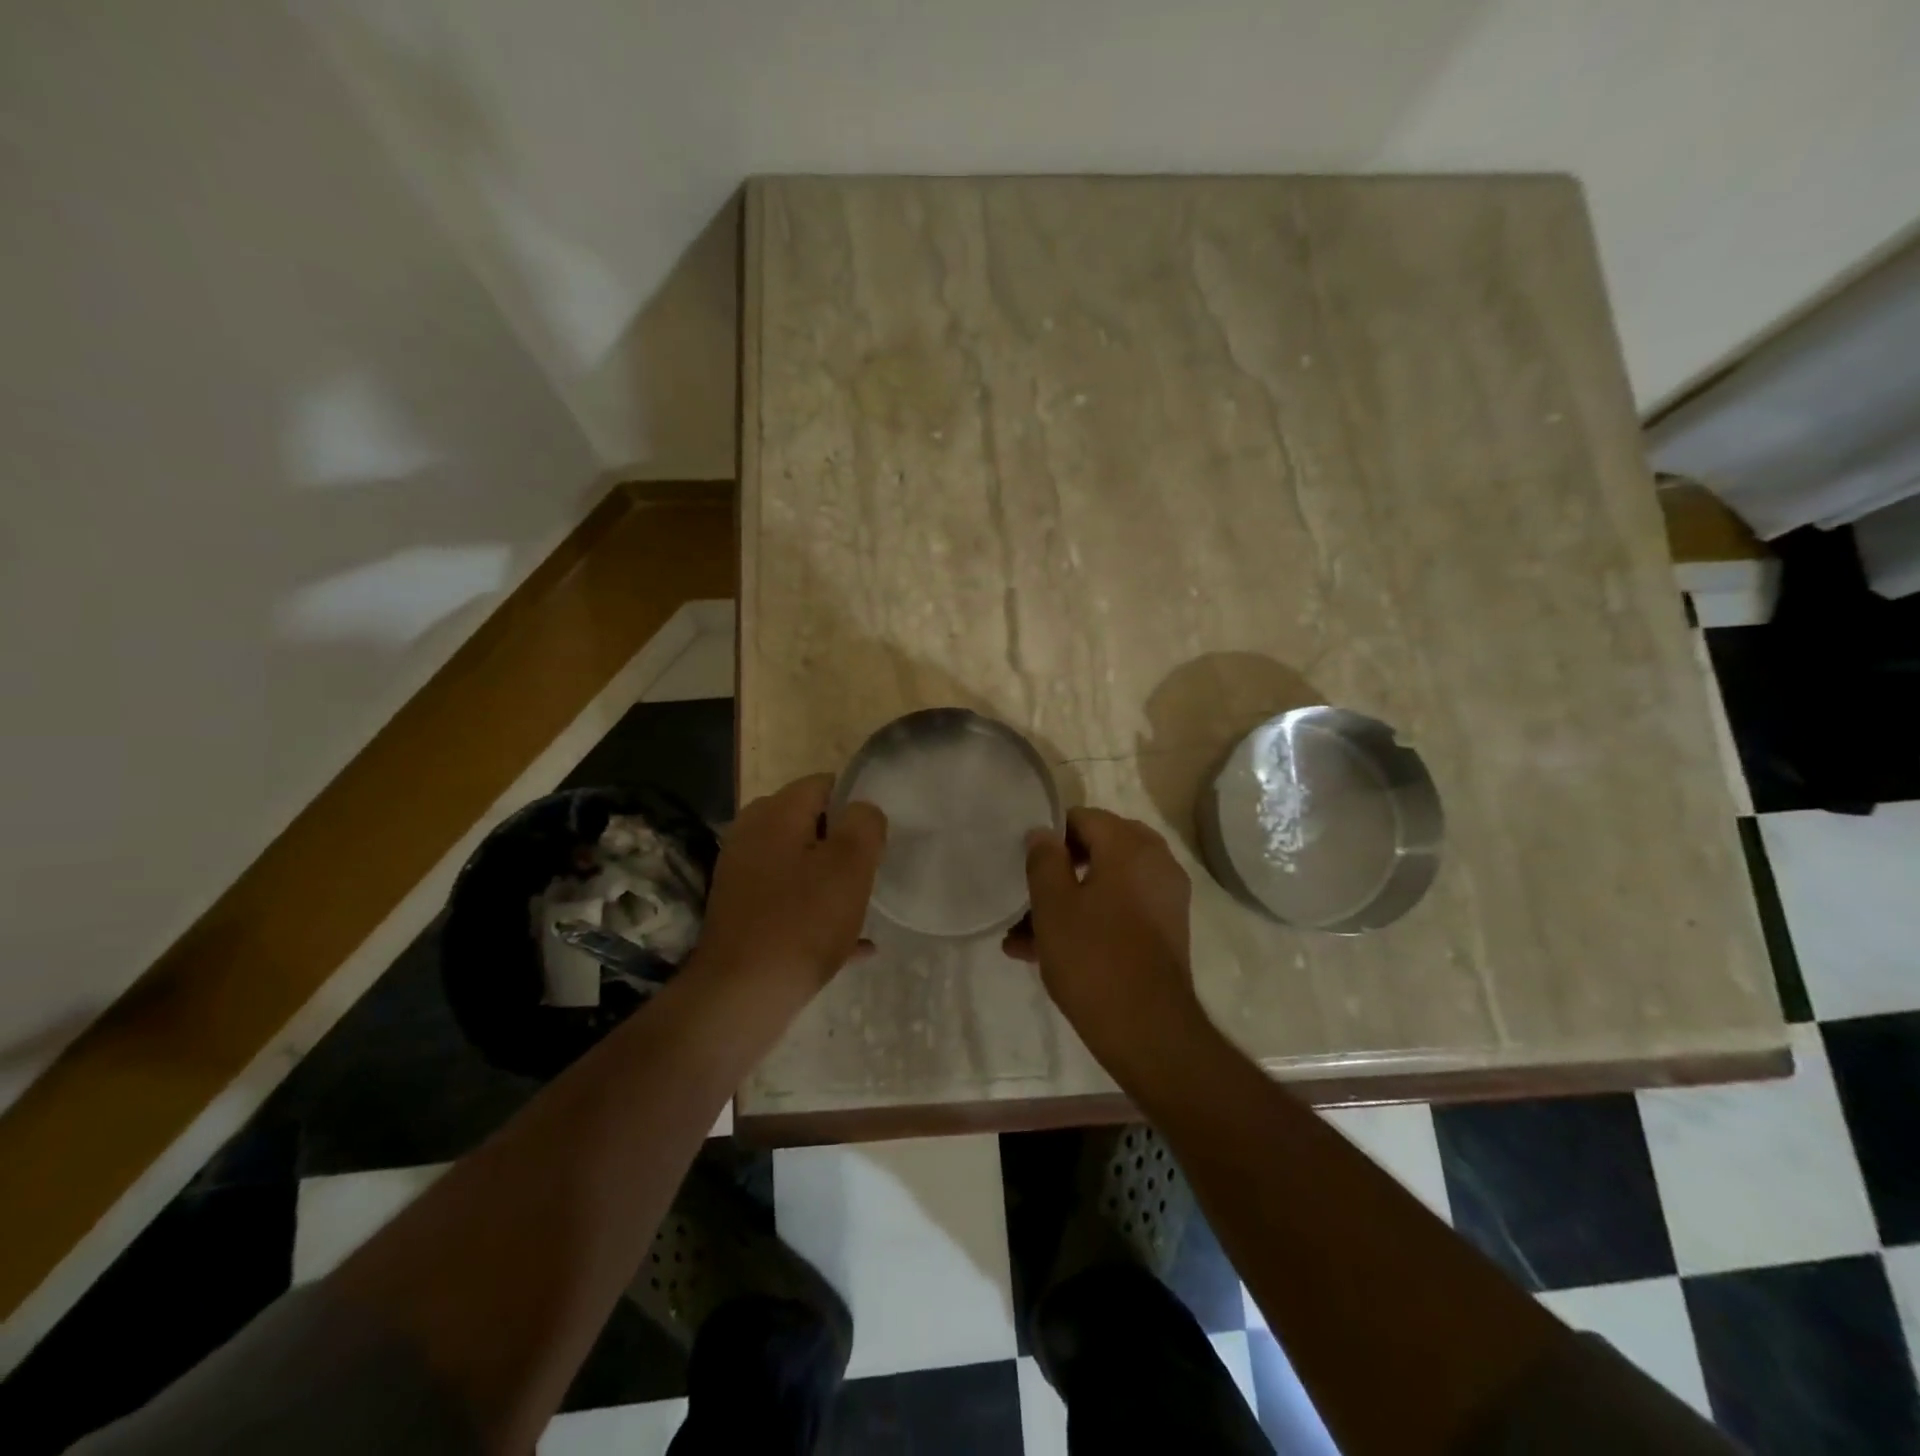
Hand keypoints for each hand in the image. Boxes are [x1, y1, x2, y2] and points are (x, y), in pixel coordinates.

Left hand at [695, 774, 885, 1001]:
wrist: (742, 996)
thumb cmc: (802, 921)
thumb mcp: (850, 865)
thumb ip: (864, 824)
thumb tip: (863, 810)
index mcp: (775, 813)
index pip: (823, 784)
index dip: (856, 805)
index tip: (876, 837)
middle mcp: (751, 835)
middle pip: (809, 824)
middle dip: (842, 843)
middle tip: (869, 871)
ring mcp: (742, 875)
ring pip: (800, 864)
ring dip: (831, 881)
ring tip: (861, 906)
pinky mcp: (741, 911)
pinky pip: (789, 902)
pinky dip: (816, 914)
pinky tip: (852, 944)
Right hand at [1004, 807, 1205, 1074]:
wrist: (1148, 1031)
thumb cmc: (1093, 958)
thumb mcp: (1053, 906)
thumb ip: (1044, 860)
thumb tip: (1043, 833)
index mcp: (1130, 846)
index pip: (1083, 818)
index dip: (1050, 837)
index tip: (1025, 865)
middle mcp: (1155, 863)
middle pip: (1097, 851)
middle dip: (1058, 873)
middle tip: (1026, 896)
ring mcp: (1164, 899)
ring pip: (1104, 886)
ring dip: (1066, 903)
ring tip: (1023, 936)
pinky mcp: (1164, 932)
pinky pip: (1119, 912)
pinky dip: (1089, 921)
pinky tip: (1047, 953)